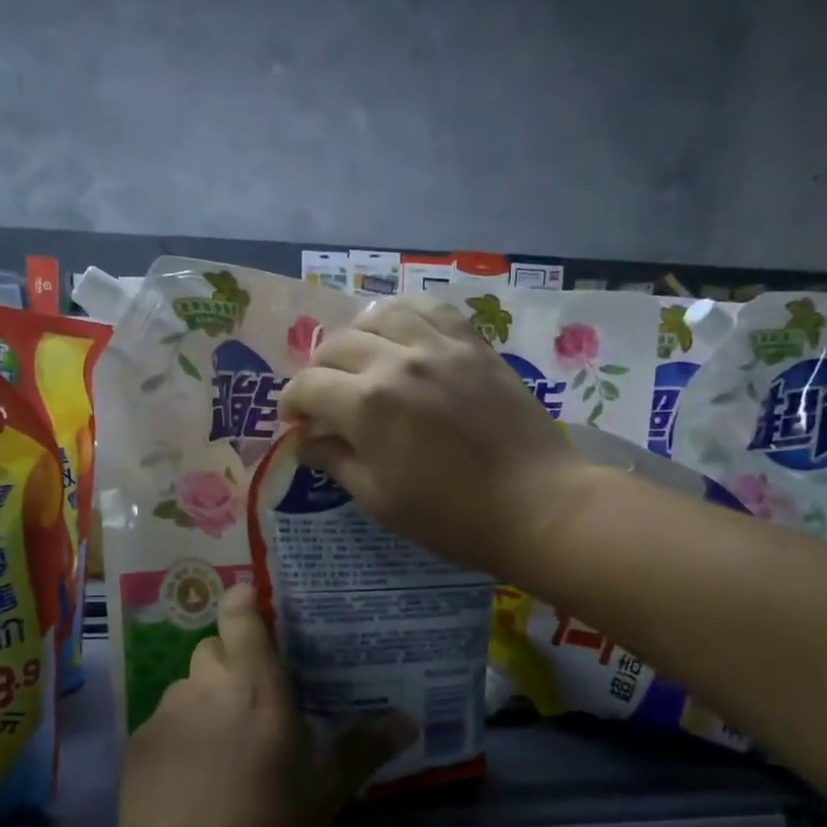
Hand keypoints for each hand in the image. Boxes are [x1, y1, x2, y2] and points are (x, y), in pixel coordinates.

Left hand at [76, 586, 408, 826]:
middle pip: (212, 649)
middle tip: (253, 703)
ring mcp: (166, 715)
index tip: (257, 608)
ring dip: (204, 702)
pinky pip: (163, 722)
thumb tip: (409, 721)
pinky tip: (190, 782)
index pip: (241, 616)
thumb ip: (364, 748)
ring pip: (187, 687)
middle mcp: (207, 687)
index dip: (245, 602)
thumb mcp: (326, 794)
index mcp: (257, 687)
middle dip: (231, 664)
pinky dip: (179, 736)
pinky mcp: (137, 746)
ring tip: (221, 750)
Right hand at [277, 295, 583, 576]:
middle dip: (318, 370)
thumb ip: (336, 461)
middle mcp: (397, 361)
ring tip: (359, 357)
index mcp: (367, 404)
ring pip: (380, 314)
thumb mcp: (379, 500)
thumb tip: (306, 441)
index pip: (308, 386)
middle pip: (336, 345)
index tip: (295, 420)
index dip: (292, 403)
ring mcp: (439, 346)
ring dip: (356, 334)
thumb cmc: (451, 516)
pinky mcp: (474, 344)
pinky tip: (403, 333)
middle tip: (323, 395)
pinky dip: (405, 315)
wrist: (535, 504)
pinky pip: (430, 309)